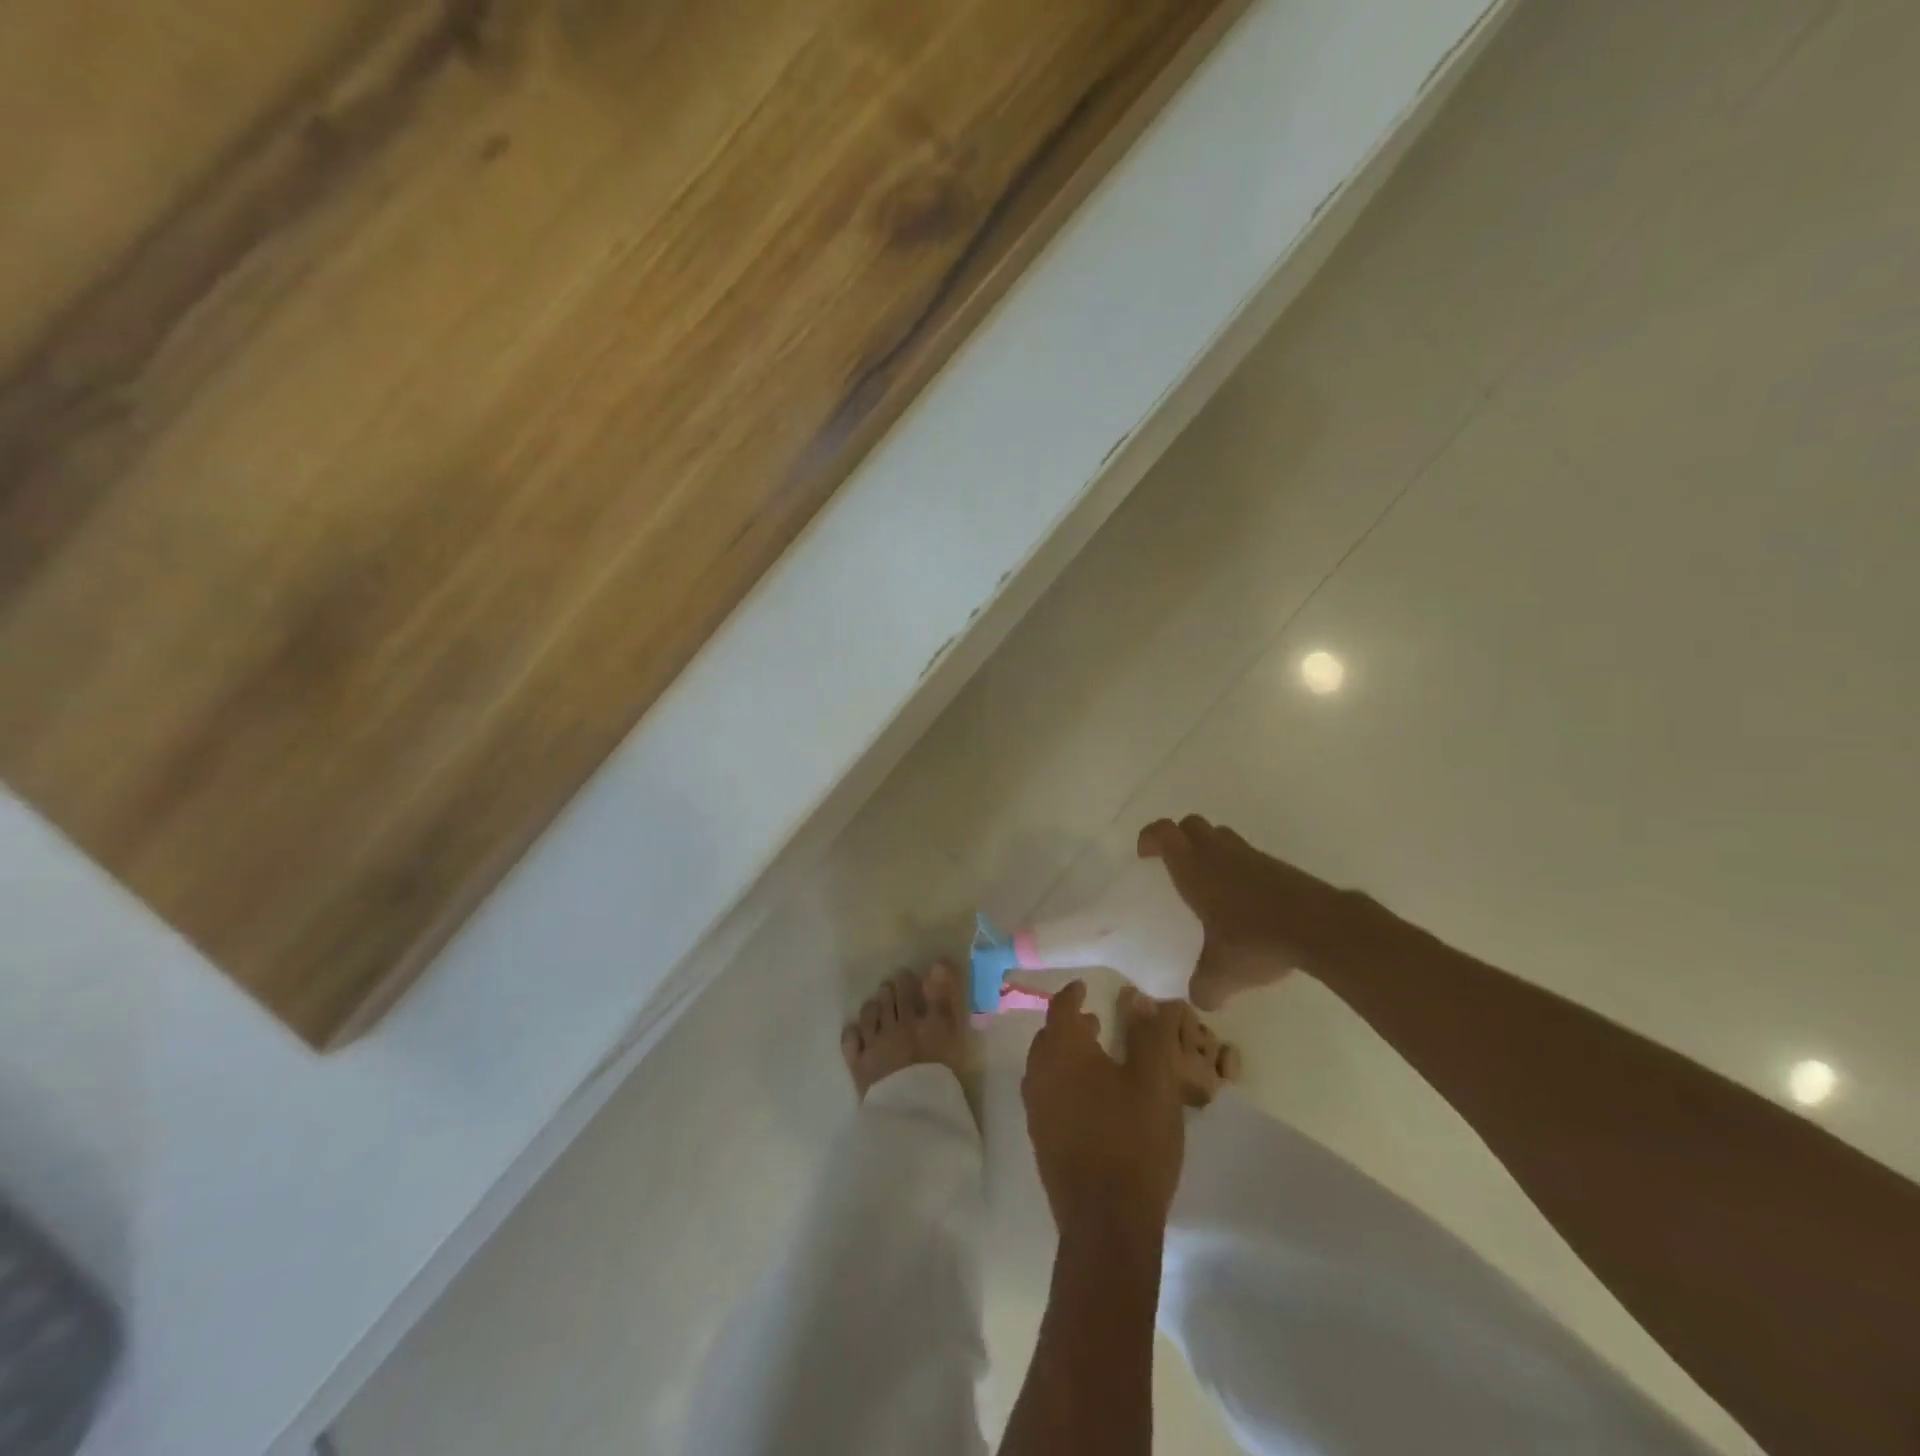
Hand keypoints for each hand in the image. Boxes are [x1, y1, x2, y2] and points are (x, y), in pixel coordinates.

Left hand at [1022, 983, 1185, 1238]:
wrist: (1106, 1222)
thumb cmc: (1134, 1141)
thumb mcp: (1155, 1081)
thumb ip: (1152, 1035)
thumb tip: (1147, 1000)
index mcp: (1062, 1052)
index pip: (1060, 1009)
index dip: (1072, 994)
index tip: (1084, 987)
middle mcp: (1039, 1074)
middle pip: (1048, 1038)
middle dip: (1069, 1025)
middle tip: (1095, 1023)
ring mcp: (1036, 1110)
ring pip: (1045, 1067)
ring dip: (1066, 1055)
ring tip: (1096, 1058)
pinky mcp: (1040, 1140)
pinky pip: (1046, 1094)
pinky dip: (1063, 1082)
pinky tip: (1090, 1100)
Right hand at [1138, 814, 1356, 1008]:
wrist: (1320, 928)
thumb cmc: (1256, 941)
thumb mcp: (1222, 975)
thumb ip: (1203, 988)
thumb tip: (1198, 999)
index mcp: (1194, 868)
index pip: (1163, 832)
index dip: (1149, 838)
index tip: (1145, 858)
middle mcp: (1219, 853)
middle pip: (1191, 824)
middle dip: (1179, 839)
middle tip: (1176, 868)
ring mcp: (1251, 856)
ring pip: (1221, 836)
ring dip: (1210, 850)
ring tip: (1210, 884)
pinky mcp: (1278, 866)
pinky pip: (1248, 856)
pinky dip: (1239, 869)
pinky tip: (1245, 903)